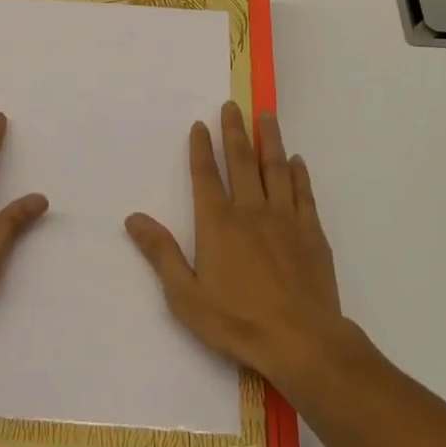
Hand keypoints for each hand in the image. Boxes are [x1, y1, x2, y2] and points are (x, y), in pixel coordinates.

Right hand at [125, 101, 347, 391]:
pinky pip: (303, 193)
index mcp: (218, 224)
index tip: (200, 124)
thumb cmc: (237, 322)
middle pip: (241, 161)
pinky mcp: (311, 232)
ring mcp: (284, 218)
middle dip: (234, 131)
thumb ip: (162, 253)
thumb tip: (134, 218)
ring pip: (275, 168)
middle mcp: (250, 210)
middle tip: (232, 105)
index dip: (201, 148)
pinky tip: (297, 161)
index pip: (206, 176)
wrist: (301, 341)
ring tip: (266, 114)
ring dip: (269, 139)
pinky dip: (299, 174)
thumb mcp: (186, 296)